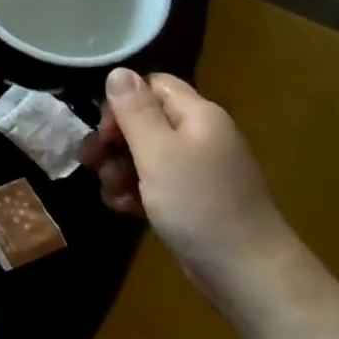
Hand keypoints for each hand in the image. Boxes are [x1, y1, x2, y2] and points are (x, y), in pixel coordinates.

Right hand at [80, 69, 301, 307]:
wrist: (243, 268)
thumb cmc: (198, 204)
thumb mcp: (158, 153)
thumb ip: (135, 111)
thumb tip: (118, 70)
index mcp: (197, 116)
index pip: (152, 86)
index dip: (122, 103)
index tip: (104, 133)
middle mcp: (198, 136)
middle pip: (144, 122)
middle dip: (114, 143)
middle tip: (95, 166)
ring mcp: (195, 170)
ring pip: (143, 156)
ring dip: (120, 172)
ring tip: (114, 195)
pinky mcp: (189, 199)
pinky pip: (153, 184)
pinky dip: (136, 193)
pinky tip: (128, 211)